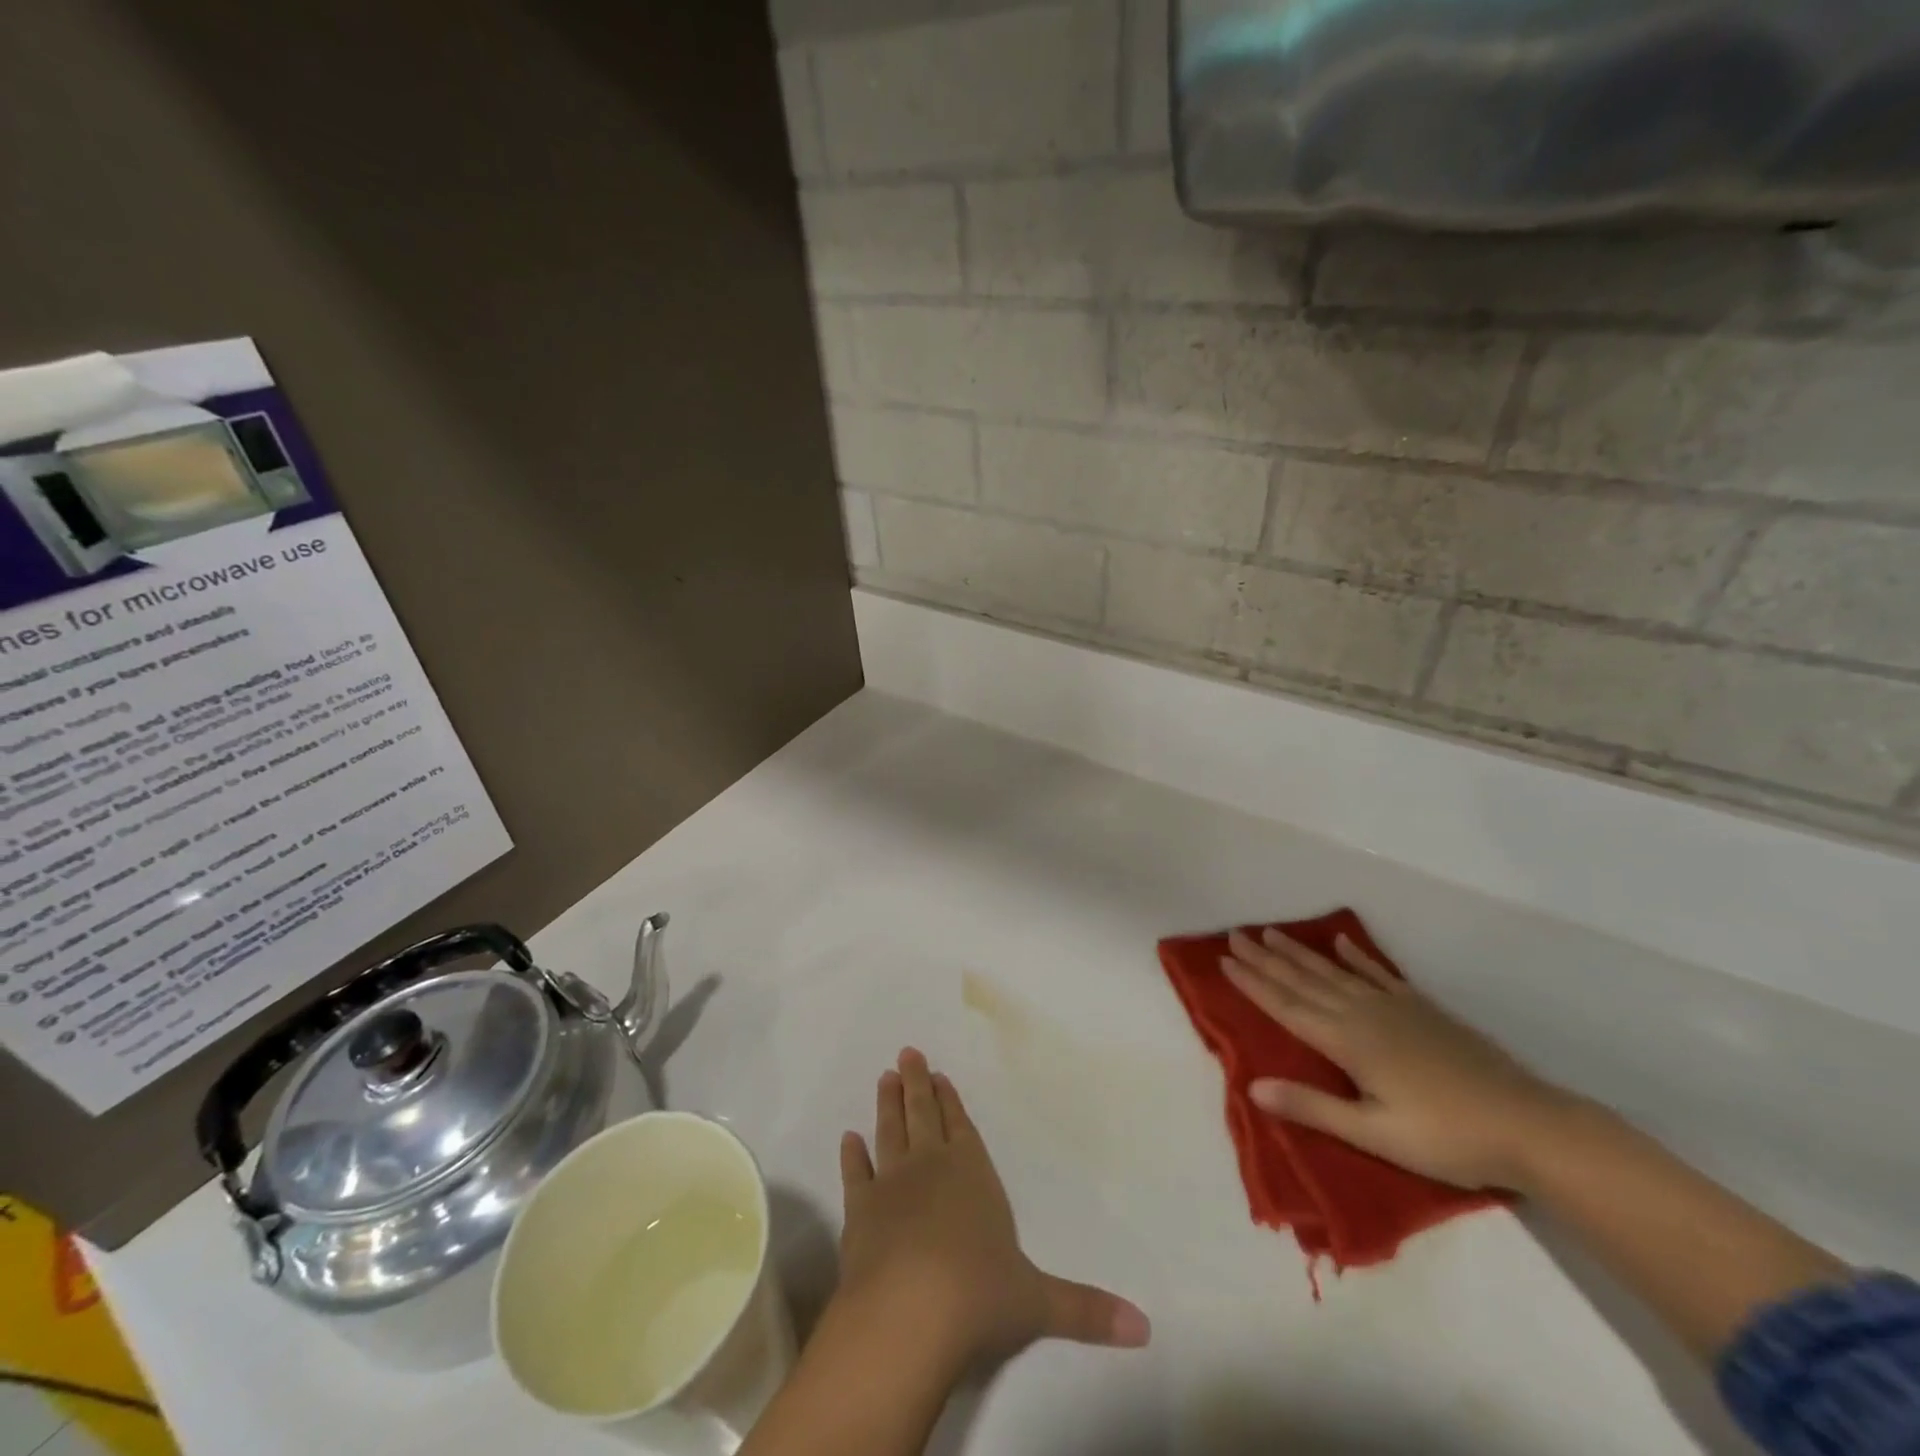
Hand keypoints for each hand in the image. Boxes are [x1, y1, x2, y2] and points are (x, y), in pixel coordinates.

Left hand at [835, 1049, 1150, 1370]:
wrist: (908, 1315)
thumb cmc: (980, 1297)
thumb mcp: (1040, 1304)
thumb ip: (1088, 1311)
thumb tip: (1147, 1329)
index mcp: (973, 1174)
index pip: (962, 1127)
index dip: (952, 1101)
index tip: (940, 1075)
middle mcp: (931, 1167)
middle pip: (924, 1115)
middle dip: (918, 1084)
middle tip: (906, 1053)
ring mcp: (891, 1185)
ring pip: (890, 1131)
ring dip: (888, 1104)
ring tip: (884, 1078)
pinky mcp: (859, 1211)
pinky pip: (855, 1174)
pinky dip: (851, 1155)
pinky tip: (848, 1139)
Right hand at [1222, 928, 1580, 1190]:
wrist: (1529, 1125)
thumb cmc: (1447, 1138)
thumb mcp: (1375, 1134)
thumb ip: (1313, 1108)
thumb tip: (1253, 1086)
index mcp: (1347, 1042)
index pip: (1286, 1007)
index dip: (1253, 984)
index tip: (1224, 960)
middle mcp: (1363, 1015)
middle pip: (1304, 981)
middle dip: (1266, 959)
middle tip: (1236, 935)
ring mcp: (1395, 1007)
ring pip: (1334, 972)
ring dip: (1300, 952)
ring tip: (1272, 932)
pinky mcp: (1423, 1009)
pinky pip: (1379, 974)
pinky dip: (1358, 956)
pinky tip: (1343, 942)